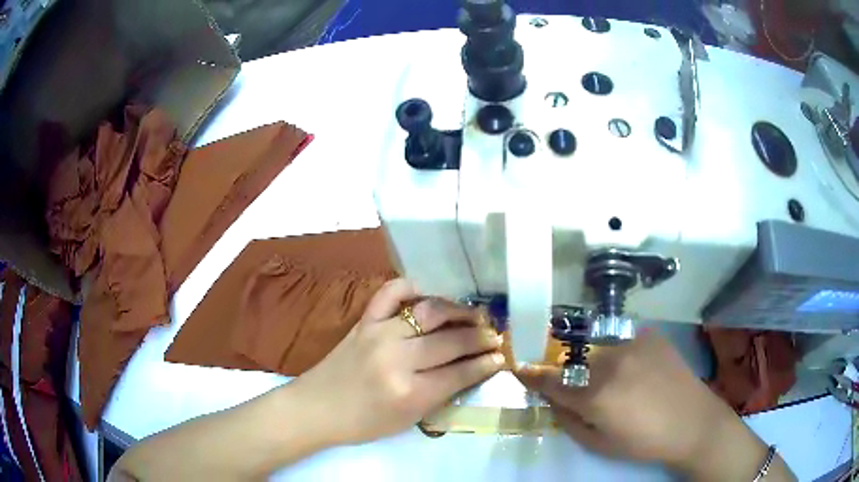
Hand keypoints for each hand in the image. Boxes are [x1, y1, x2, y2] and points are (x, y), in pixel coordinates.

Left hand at [293, 279, 504, 445]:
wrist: (317, 408)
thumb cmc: (363, 423)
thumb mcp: (409, 419)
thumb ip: (441, 393)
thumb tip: (472, 369)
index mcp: (409, 392)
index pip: (460, 373)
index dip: (486, 364)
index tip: (502, 356)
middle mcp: (397, 358)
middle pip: (451, 341)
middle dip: (480, 338)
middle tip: (495, 335)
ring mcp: (379, 334)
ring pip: (430, 312)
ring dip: (459, 311)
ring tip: (475, 315)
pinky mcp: (364, 321)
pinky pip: (391, 293)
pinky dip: (412, 287)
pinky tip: (429, 293)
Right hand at [516, 332, 780, 479]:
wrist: (692, 422)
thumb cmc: (643, 441)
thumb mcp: (598, 444)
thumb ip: (568, 421)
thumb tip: (552, 400)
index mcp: (595, 395)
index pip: (551, 381)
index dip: (532, 375)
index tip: (519, 368)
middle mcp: (610, 362)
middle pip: (576, 363)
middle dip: (574, 377)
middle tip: (590, 393)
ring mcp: (632, 343)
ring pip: (599, 350)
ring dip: (600, 365)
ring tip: (622, 383)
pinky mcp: (650, 335)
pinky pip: (623, 340)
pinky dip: (622, 354)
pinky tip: (639, 369)